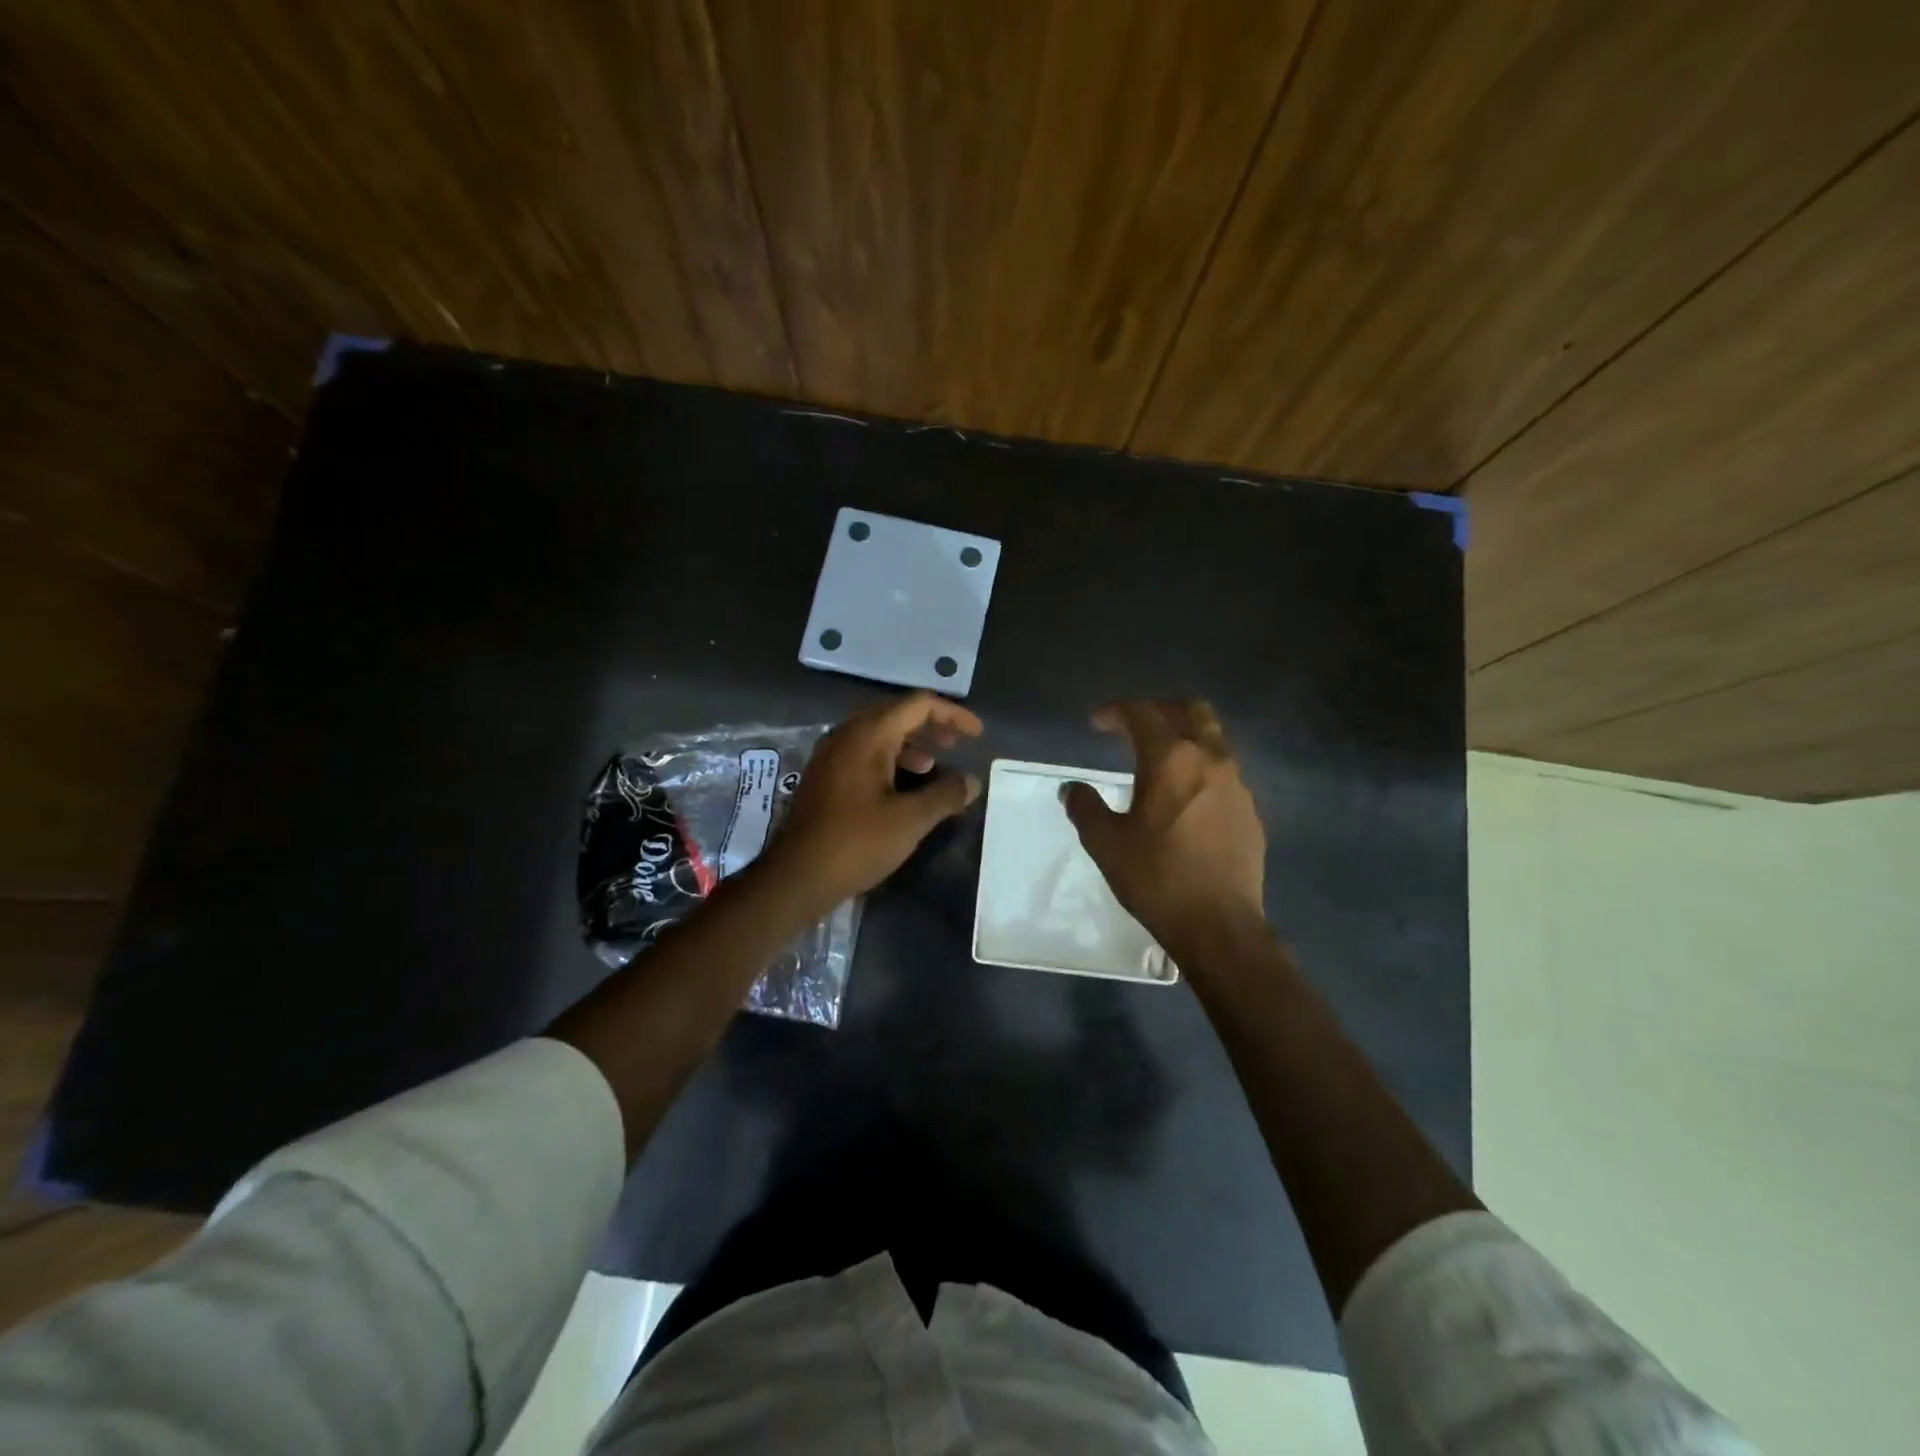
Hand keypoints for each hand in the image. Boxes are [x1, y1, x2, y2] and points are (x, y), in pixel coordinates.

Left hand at [764, 692, 982, 911]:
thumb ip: (945, 795)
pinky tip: (904, 785)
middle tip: (958, 745)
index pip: (917, 705)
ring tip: (935, 765)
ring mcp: (831, 756)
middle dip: (931, 726)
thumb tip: (971, 782)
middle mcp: (846, 735)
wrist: (797, 876)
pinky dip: (890, 759)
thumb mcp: (910, 820)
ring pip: (879, 734)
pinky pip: (864, 753)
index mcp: (867, 735)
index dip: (952, 715)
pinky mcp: (825, 778)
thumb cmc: (856, 842)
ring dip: (911, 744)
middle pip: (897, 714)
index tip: (976, 734)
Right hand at [1063, 700, 1265, 950]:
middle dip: (1159, 709)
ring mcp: (1237, 784)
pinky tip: (1186, 800)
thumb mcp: (1105, 843)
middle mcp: (1210, 759)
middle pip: (1190, 710)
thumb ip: (1085, 807)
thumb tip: (1072, 789)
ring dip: (1185, 738)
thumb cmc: (1156, 878)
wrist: (1219, 925)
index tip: (1096, 723)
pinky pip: (1225, 773)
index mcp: (1170, 759)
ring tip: (1161, 761)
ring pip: (1214, 739)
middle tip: (1135, 726)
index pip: (1141, 713)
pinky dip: (1202, 770)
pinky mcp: (1250, 811)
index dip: (1115, 711)